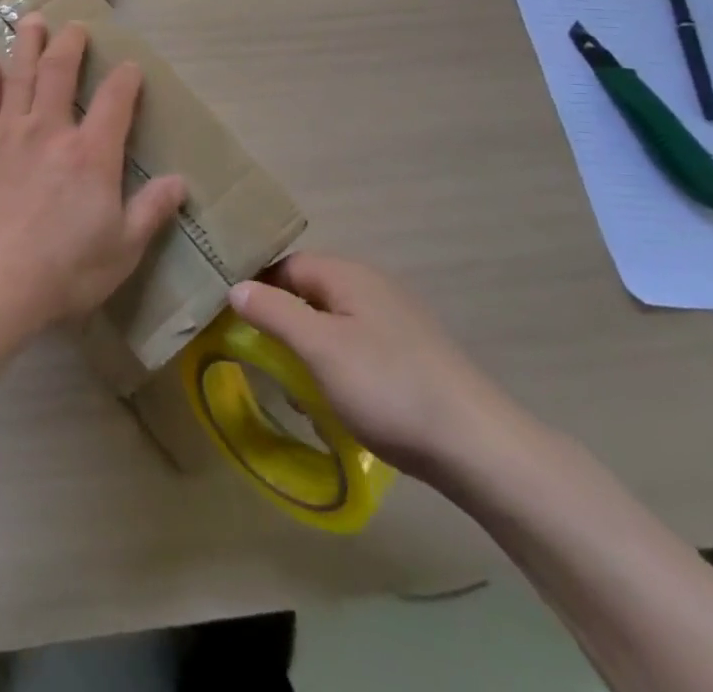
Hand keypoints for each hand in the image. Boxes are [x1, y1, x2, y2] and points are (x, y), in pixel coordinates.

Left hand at [0, 15, 186, 336]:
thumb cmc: (63, 269)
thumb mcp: (122, 248)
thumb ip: (151, 211)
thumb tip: (180, 182)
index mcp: (92, 153)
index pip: (116, 101)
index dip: (126, 79)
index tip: (130, 66)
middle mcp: (51, 130)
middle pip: (60, 71)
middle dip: (70, 44)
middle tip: (74, 26)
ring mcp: (10, 132)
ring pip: (20, 74)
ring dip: (28, 44)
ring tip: (32, 20)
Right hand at [227, 254, 522, 481]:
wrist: (478, 448)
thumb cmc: (388, 387)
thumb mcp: (318, 348)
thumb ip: (273, 312)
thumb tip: (236, 286)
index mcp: (348, 274)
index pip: (286, 265)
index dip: (258, 289)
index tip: (234, 322)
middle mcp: (372, 286)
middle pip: (309, 292)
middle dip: (283, 325)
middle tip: (266, 362)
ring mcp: (397, 319)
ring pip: (333, 323)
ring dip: (310, 351)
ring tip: (302, 392)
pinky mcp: (413, 353)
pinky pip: (358, 347)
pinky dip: (339, 368)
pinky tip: (342, 402)